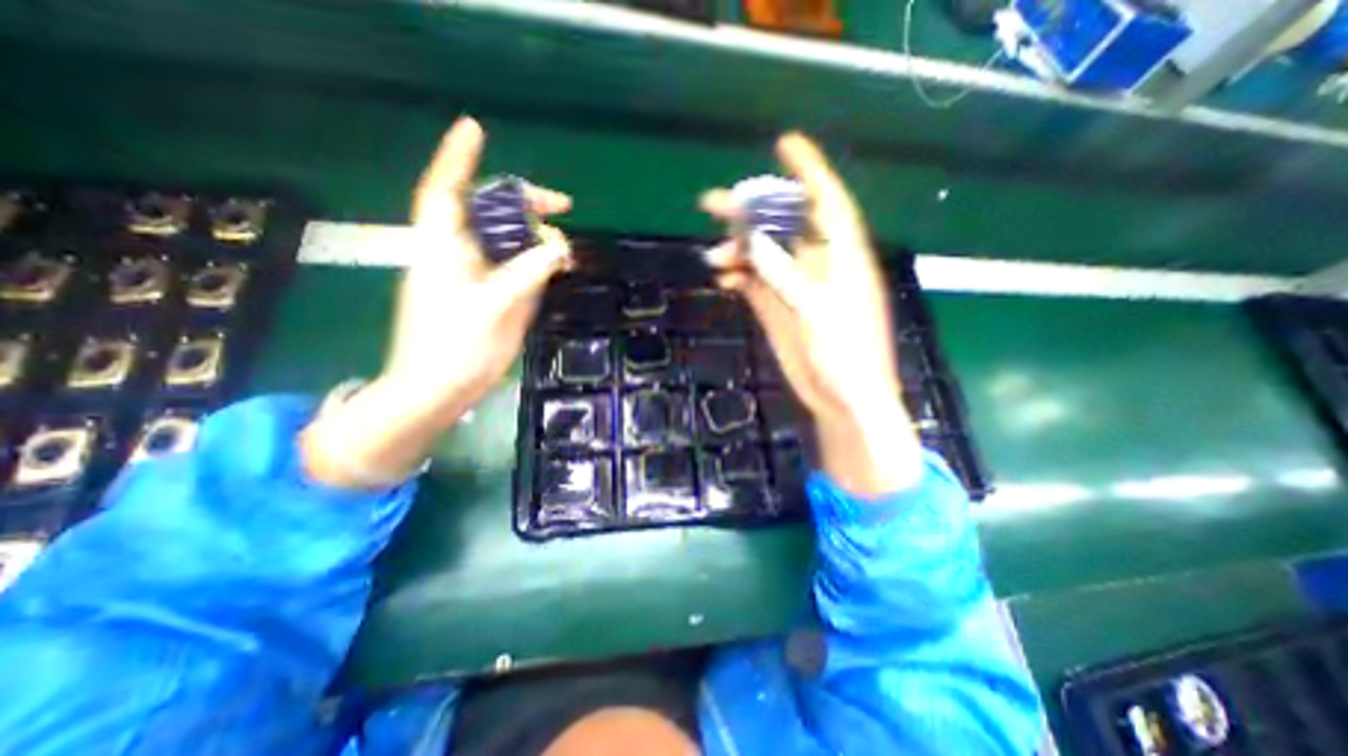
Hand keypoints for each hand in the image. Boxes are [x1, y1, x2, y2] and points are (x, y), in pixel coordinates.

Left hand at [303, 114, 571, 487]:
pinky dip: (531, 261)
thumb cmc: (457, 348)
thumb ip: (529, 271)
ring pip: (501, 239)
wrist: (438, 391)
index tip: (475, 129)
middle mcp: (453, 253)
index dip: (459, 158)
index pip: (446, 190)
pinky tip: (550, 267)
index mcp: (443, 248)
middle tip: (563, 206)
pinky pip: (508, 264)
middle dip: (523, 203)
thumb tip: (558, 245)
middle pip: (486, 212)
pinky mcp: (480, 293)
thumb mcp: (497, 306)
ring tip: (564, 245)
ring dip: (532, 236)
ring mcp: (467, 275)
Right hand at [700, 133, 922, 496]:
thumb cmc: (846, 358)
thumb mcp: (818, 313)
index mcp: (842, 258)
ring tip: (715, 255)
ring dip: (739, 250)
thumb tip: (754, 241)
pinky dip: (738, 276)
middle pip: (784, 225)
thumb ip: (787, 276)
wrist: (842, 400)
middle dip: (752, 211)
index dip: (808, 171)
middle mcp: (818, 265)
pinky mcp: (779, 307)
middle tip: (714, 203)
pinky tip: (722, 278)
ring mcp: (796, 287)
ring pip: (764, 253)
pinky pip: (755, 281)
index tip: (784, 144)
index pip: (827, 202)